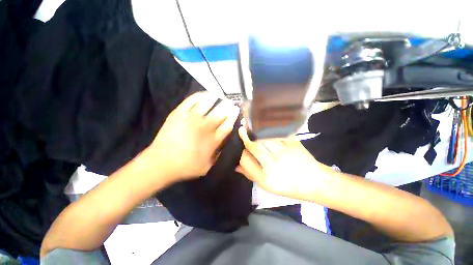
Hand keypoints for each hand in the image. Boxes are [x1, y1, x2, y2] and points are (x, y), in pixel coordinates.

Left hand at [150, 92, 239, 180]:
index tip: (236, 110)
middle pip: (220, 113)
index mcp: (212, 140)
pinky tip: (205, 95)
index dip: (233, 116)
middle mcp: (204, 127)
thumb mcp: (207, 166)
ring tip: (220, 96)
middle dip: (228, 105)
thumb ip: (218, 155)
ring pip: (207, 104)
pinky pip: (191, 101)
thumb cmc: (186, 166)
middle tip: (231, 101)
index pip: (227, 125)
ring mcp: (191, 119)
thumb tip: (224, 144)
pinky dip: (200, 96)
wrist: (161, 162)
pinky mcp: (179, 114)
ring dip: (216, 99)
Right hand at [237, 127, 329, 197]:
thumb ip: (251, 174)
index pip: (246, 161)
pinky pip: (277, 133)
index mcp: (266, 178)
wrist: (315, 182)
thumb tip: (236, 165)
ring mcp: (285, 152)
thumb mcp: (268, 187)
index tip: (241, 148)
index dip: (241, 153)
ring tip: (250, 124)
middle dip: (245, 137)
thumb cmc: (290, 186)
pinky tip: (264, 125)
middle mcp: (274, 164)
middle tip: (241, 129)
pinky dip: (269, 128)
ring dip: (255, 130)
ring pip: (264, 137)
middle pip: (254, 146)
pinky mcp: (293, 143)